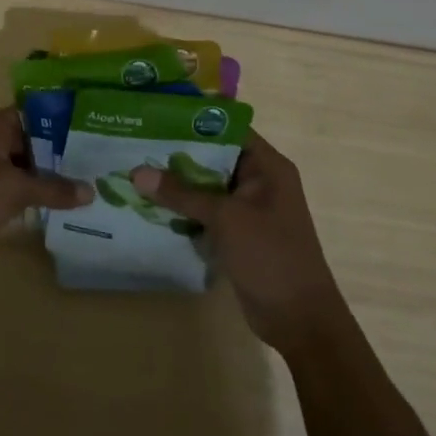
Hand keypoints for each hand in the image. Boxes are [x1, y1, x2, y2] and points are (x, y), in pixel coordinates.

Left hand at [0, 108, 90, 281]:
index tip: (95, 128)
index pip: (35, 113)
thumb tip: (91, 191)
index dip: (63, 120)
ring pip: (24, 167)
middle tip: (101, 161)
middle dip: (62, 152)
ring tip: (90, 184)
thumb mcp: (15, 189)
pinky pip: (15, 189)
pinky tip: (63, 207)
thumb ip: (54, 188)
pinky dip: (34, 196)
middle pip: (32, 141)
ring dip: (50, 177)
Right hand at [132, 131, 342, 353]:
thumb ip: (182, 193)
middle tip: (136, 142)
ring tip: (135, 170)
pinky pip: (206, 212)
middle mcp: (259, 181)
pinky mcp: (238, 233)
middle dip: (177, 152)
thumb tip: (137, 172)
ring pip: (206, 186)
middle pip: (213, 156)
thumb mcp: (225, 218)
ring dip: (177, 183)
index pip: (228, 128)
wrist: (300, 320)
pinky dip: (183, 209)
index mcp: (267, 166)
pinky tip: (150, 205)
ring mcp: (248, 209)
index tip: (157, 115)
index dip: (194, 120)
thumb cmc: (270, 256)